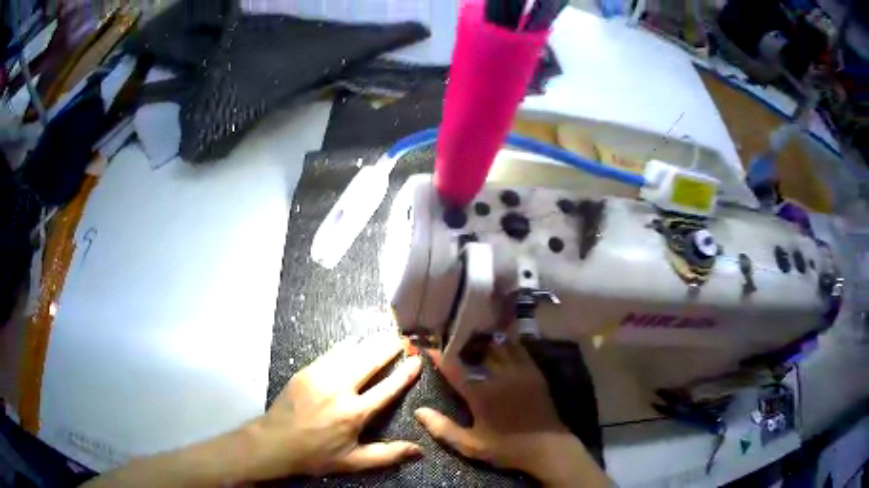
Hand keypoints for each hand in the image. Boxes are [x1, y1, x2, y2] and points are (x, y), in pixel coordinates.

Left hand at [242, 333, 422, 479]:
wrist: (275, 442)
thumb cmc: (317, 455)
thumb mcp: (354, 462)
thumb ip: (388, 455)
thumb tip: (420, 450)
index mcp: (355, 413)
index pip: (387, 388)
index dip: (405, 373)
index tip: (417, 360)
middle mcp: (340, 390)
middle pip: (370, 361)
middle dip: (388, 347)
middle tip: (401, 338)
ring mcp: (321, 377)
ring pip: (351, 352)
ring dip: (369, 343)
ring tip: (383, 335)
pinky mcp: (307, 371)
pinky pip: (331, 352)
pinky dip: (347, 346)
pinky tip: (354, 343)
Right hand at [414, 341, 608, 486]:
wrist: (548, 447)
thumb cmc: (506, 448)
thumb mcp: (470, 445)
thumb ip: (443, 428)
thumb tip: (418, 411)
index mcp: (481, 393)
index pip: (454, 367)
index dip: (439, 355)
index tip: (427, 345)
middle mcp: (499, 376)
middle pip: (477, 349)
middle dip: (462, 342)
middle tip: (450, 339)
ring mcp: (519, 371)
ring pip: (498, 345)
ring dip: (483, 340)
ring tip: (472, 337)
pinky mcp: (534, 371)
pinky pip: (518, 349)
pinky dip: (505, 343)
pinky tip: (499, 343)